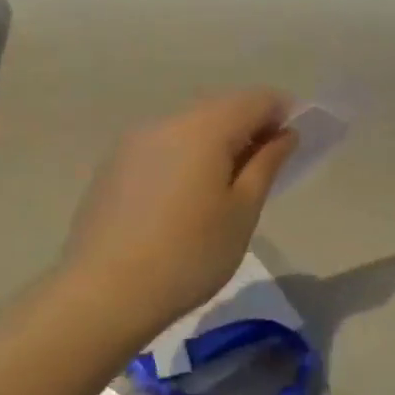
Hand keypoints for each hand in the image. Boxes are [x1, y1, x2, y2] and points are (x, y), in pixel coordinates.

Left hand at [61, 89, 297, 335]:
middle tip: (264, 167)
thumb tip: (284, 134)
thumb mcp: (243, 212)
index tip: (292, 143)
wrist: (102, 294)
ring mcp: (134, 141)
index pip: (256, 99)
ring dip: (215, 141)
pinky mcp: (113, 165)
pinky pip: (163, 145)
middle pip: (221, 107)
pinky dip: (185, 155)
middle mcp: (168, 121)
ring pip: (189, 125)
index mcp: (205, 128)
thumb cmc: (189, 255)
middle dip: (248, 126)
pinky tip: (184, 197)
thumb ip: (266, 164)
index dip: (282, 113)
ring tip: (224, 186)